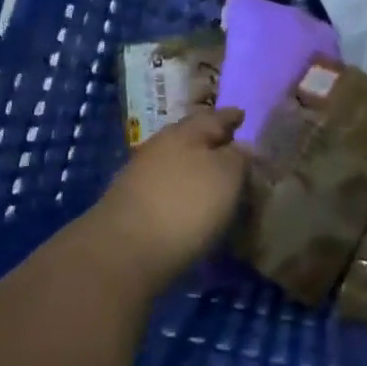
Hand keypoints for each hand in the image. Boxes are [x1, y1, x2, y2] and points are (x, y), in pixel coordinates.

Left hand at [92, 108, 250, 292]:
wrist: (123, 250)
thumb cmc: (185, 205)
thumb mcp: (227, 176)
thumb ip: (238, 157)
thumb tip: (241, 146)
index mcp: (187, 131)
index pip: (215, 117)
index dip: (230, 117)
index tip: (242, 115)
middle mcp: (162, 144)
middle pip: (190, 135)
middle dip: (209, 137)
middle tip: (228, 142)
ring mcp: (141, 173)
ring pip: (174, 158)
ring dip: (192, 162)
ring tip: (210, 173)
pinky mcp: (130, 202)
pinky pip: (163, 183)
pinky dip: (178, 185)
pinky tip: (185, 198)